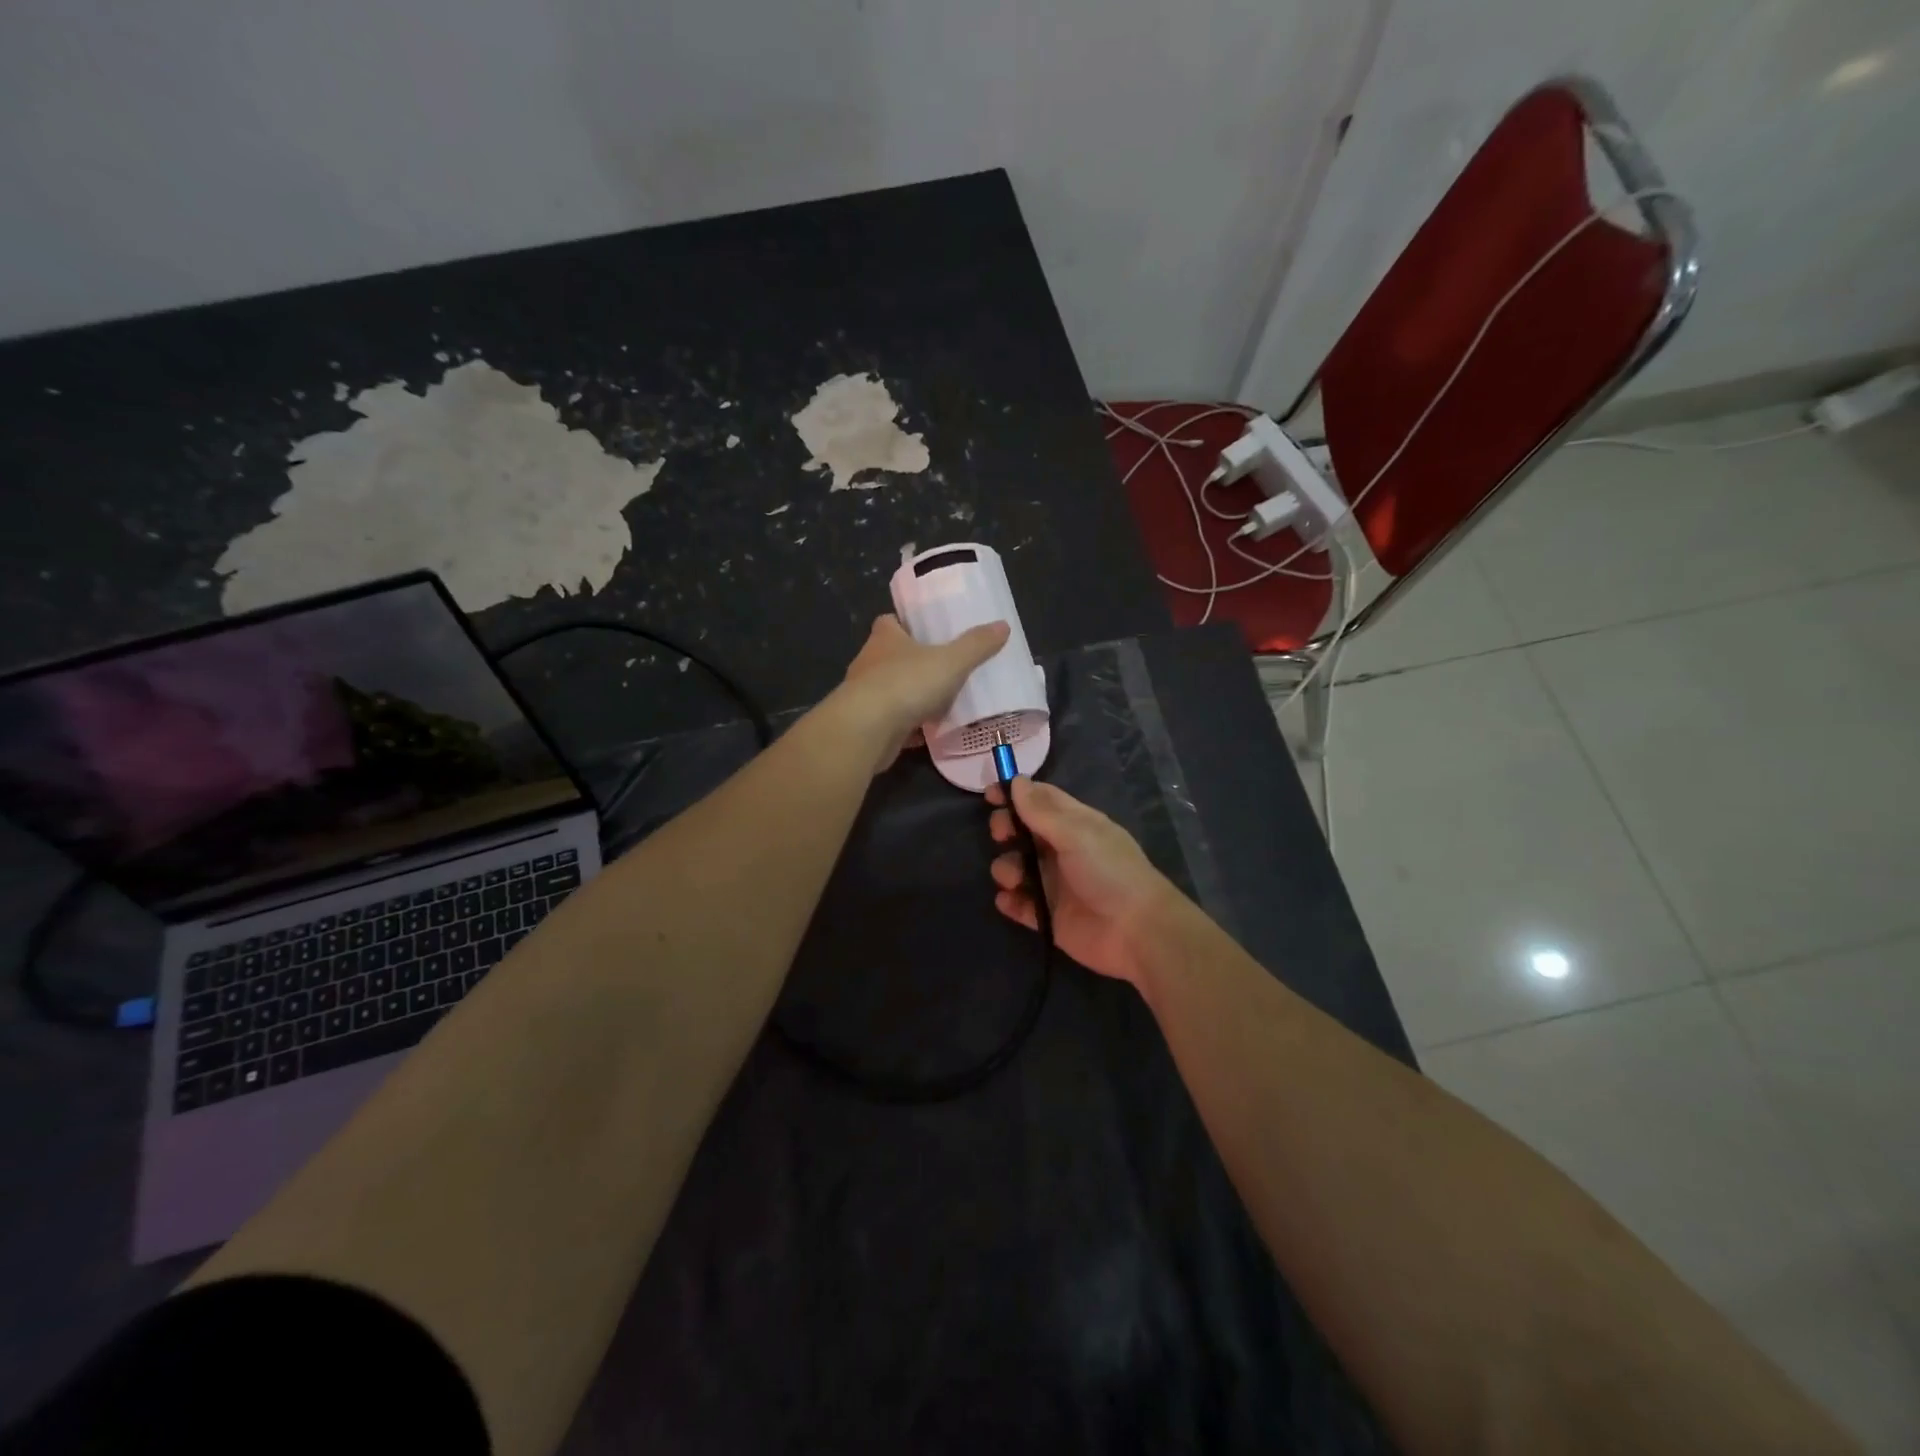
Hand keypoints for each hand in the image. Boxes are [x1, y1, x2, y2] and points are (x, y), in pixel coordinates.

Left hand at [839, 614, 1010, 770]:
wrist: (867, 730)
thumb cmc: (906, 683)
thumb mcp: (951, 661)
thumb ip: (976, 645)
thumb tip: (1003, 625)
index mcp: (885, 638)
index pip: (889, 622)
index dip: (906, 624)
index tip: (926, 631)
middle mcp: (870, 662)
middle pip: (891, 656)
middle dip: (913, 662)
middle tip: (943, 667)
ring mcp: (865, 696)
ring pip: (891, 691)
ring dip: (910, 696)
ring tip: (940, 701)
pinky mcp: (867, 725)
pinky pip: (892, 722)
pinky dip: (908, 726)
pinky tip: (928, 733)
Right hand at [987, 777, 1177, 984]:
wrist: (1135, 931)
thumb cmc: (1109, 871)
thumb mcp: (1076, 833)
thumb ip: (1041, 810)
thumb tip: (1016, 781)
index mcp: (1075, 824)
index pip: (1040, 799)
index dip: (1015, 793)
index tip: (989, 794)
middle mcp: (1062, 850)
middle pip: (1023, 831)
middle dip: (1005, 829)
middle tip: (1001, 835)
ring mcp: (1054, 884)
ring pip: (1016, 868)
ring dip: (1006, 868)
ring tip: (1014, 879)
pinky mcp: (1048, 915)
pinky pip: (1019, 904)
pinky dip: (1010, 900)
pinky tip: (1010, 900)